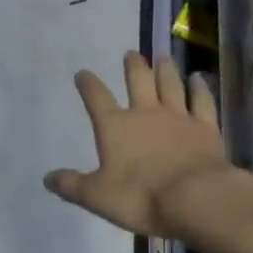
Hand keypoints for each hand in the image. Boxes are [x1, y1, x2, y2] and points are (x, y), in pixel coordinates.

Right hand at [45, 51, 227, 237]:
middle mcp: (145, 113)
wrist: (196, 199)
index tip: (83, 73)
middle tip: (131, 53)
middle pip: (138, 81)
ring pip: (170, 85)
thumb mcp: (97, 197)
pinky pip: (202, 102)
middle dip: (133, 66)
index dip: (88, 84)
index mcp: (115, 126)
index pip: (96, 97)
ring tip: (162, 56)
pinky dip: (200, 89)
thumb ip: (73, 186)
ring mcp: (178, 117)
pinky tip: (199, 79)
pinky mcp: (205, 128)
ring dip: (165, 69)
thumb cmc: (141, 197)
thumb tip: (47, 179)